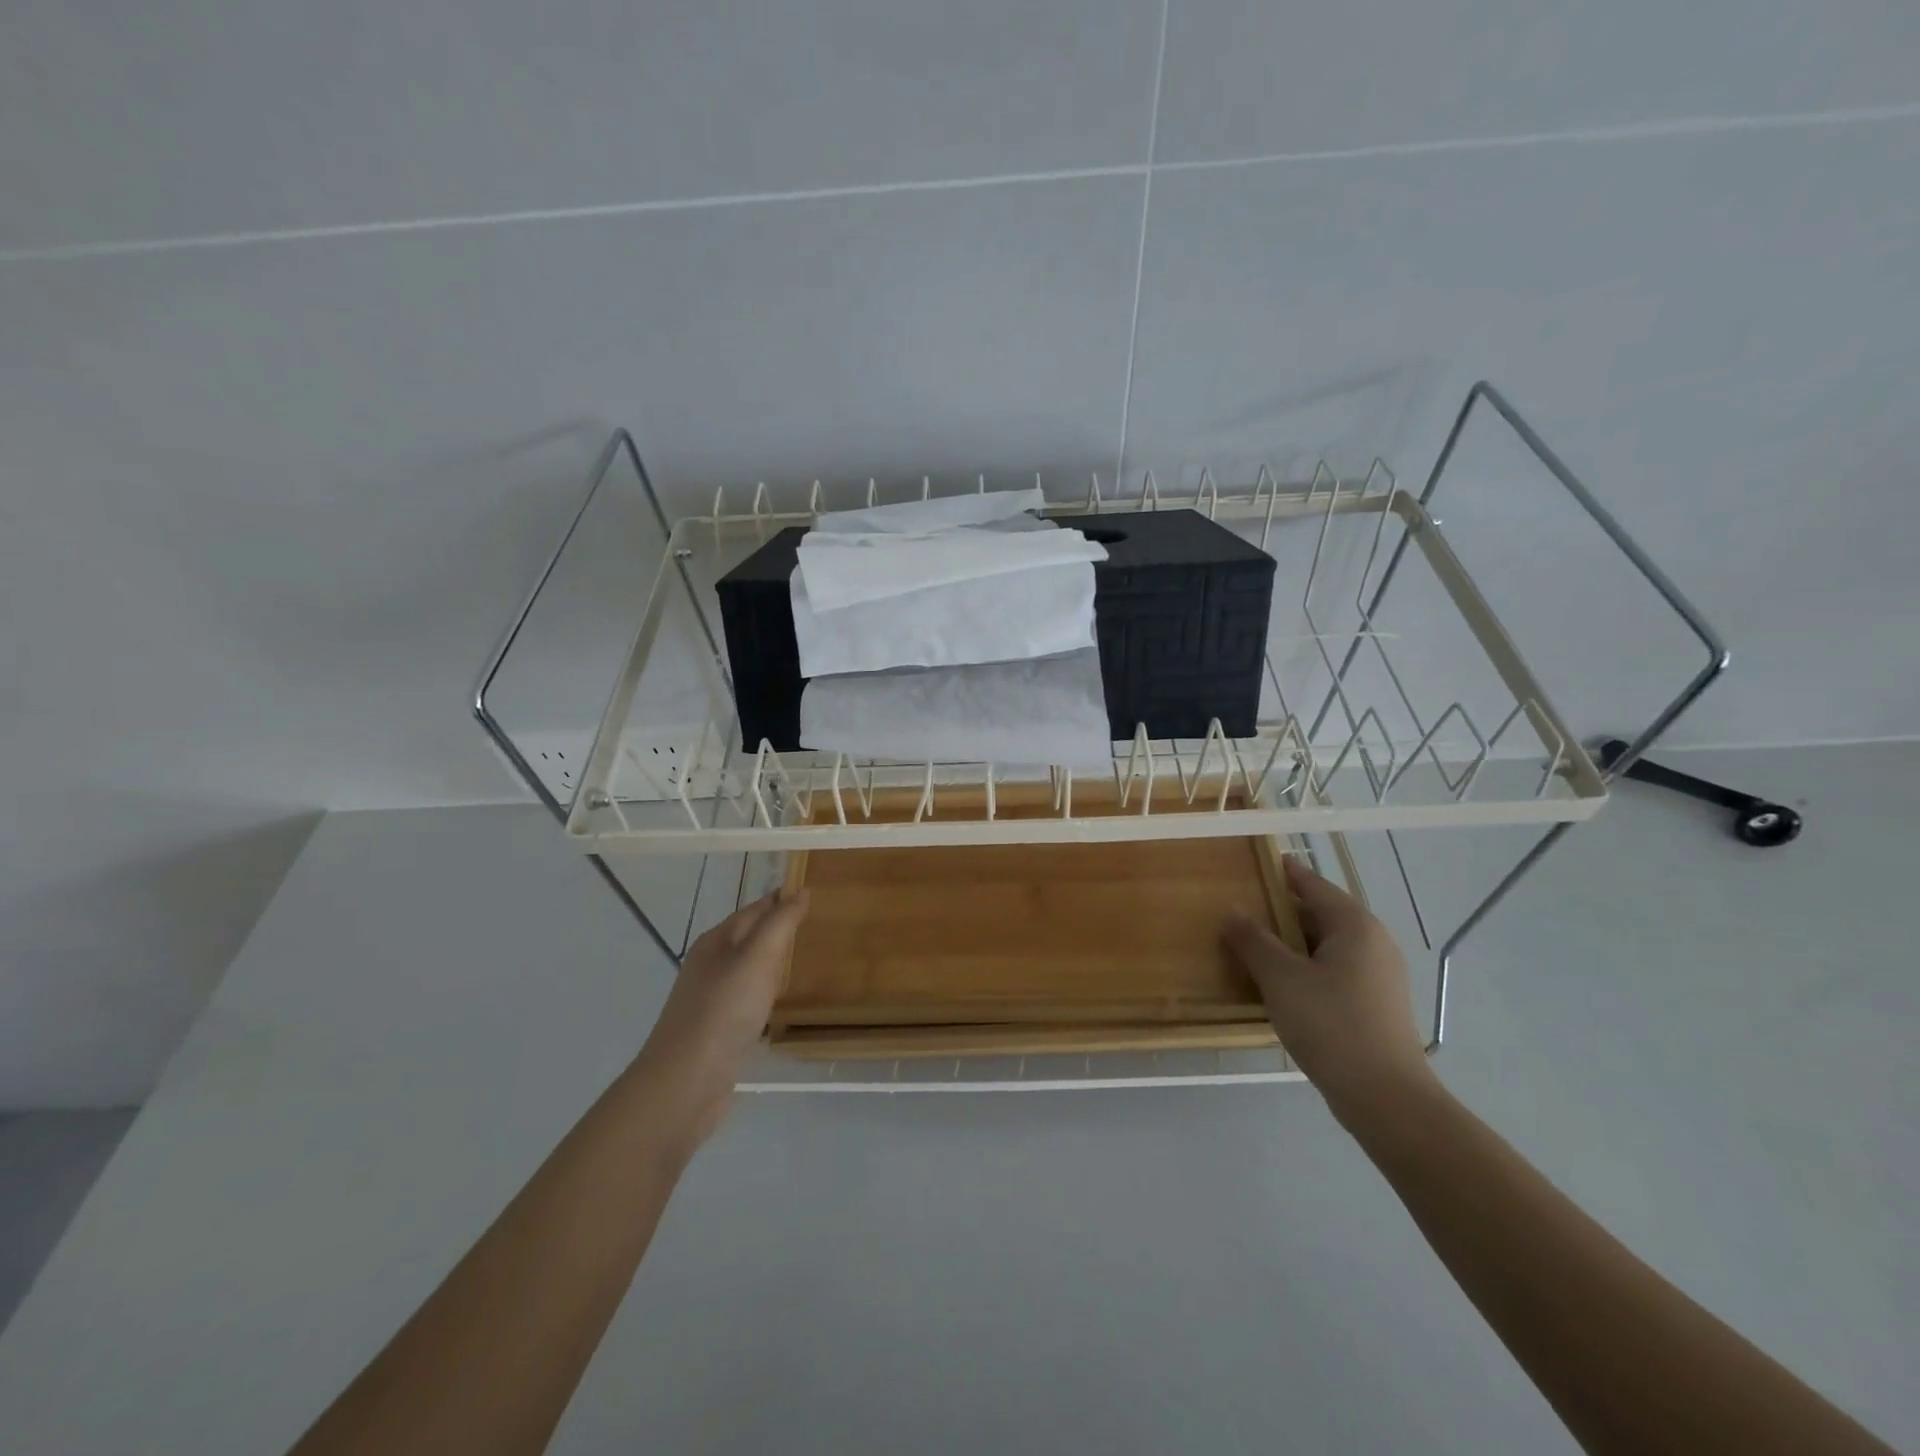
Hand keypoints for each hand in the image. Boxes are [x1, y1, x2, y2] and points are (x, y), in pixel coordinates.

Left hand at [629, 890, 810, 1150]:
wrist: (686, 1083)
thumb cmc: (724, 1010)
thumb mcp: (757, 957)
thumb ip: (780, 922)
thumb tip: (801, 891)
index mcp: (716, 941)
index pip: (755, 909)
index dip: (782, 899)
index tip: (813, 893)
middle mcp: (710, 965)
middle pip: (749, 937)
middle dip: (778, 928)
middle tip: (817, 924)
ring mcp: (711, 999)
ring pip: (748, 969)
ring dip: (772, 962)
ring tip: (804, 960)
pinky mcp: (717, 1030)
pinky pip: (747, 1000)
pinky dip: (765, 993)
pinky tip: (779, 1004)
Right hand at [1223, 856, 1433, 1120]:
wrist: (1385, 1097)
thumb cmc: (1331, 1024)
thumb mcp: (1280, 978)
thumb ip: (1253, 940)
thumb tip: (1233, 912)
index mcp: (1355, 925)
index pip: (1313, 885)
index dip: (1284, 873)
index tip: (1258, 863)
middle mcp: (1373, 942)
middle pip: (1320, 914)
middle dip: (1281, 913)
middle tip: (1243, 911)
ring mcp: (1379, 976)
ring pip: (1326, 946)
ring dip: (1291, 944)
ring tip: (1253, 948)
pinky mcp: (1376, 1005)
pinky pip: (1334, 971)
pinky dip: (1306, 968)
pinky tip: (1280, 986)